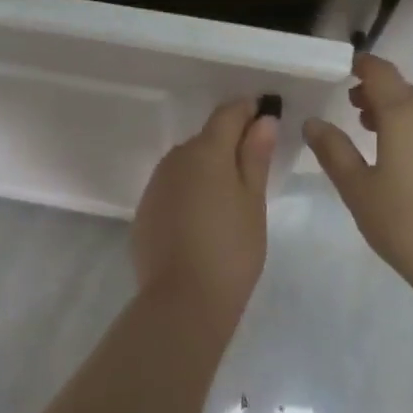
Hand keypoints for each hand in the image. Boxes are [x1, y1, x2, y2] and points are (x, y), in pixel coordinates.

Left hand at [131, 99, 278, 317]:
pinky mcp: (146, 209)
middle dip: (230, 143)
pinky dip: (190, 191)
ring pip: (188, 163)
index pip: (228, 114)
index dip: (248, 110)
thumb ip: (255, 156)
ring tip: (231, 197)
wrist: (182, 302)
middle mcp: (175, 158)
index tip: (266, 114)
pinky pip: (173, 187)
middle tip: (256, 164)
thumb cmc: (230, 250)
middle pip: (207, 138)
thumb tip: (262, 119)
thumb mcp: (252, 202)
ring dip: (208, 168)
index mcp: (206, 151)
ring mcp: (156, 184)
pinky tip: (203, 218)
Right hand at [304, 56, 412, 314]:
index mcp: (405, 115)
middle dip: (375, 92)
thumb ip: (333, 151)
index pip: (380, 72)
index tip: (342, 71)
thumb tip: (313, 122)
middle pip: (402, 90)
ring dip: (396, 113)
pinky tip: (406, 166)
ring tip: (373, 135)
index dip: (360, 66)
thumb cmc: (408, 226)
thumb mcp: (358, 190)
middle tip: (351, 108)